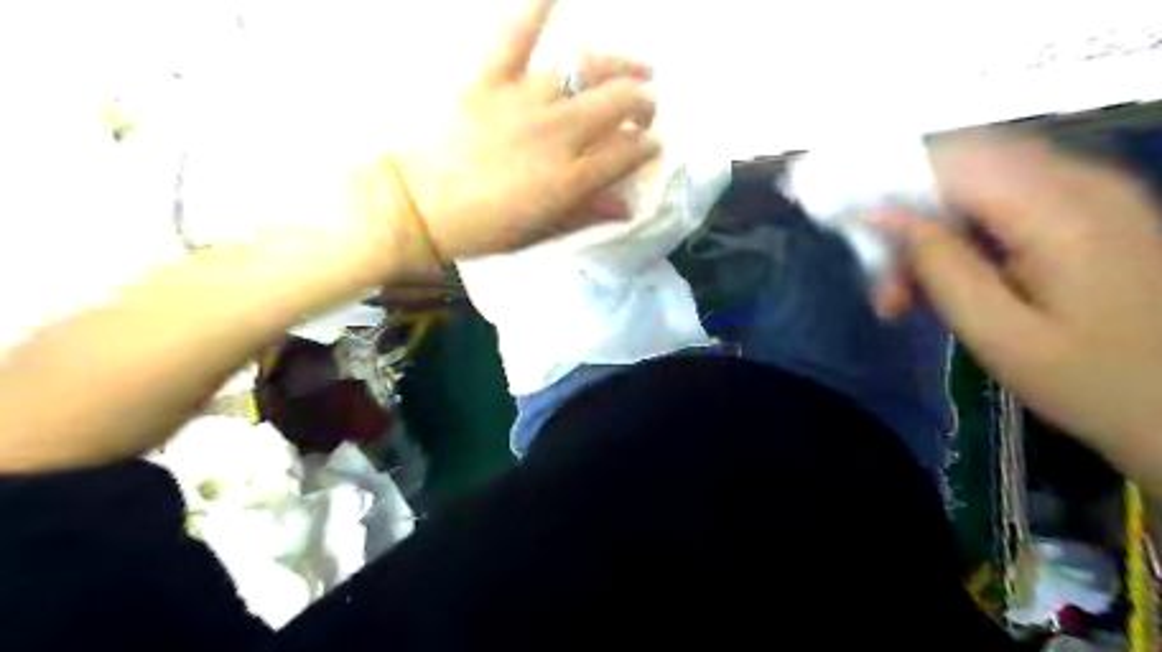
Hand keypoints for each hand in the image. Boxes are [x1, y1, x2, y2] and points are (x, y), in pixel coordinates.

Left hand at [387, 0, 656, 268]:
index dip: (647, 148)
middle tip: (646, 108)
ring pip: (586, 68)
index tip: (652, 145)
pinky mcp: (489, 78)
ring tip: (638, 65)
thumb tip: (626, 207)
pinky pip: (516, 33)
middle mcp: (557, 133)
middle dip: (644, 104)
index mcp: (569, 178)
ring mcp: (524, 100)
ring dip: (620, 65)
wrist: (415, 207)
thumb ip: (585, 214)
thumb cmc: (480, 228)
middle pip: (618, 104)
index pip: (627, 153)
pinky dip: (537, 8)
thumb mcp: (538, 231)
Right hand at [886, 137, 1161, 484]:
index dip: (885, 182)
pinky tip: (942, 285)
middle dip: (903, 217)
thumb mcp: (997, 332)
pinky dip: (959, 239)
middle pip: (960, 170)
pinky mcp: (1089, 213)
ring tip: (901, 297)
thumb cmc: (1094, 382)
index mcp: (1060, 210)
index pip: (948, 162)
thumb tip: (878, 214)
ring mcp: (1089, 195)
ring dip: (927, 234)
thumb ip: (937, 264)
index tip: (841, 221)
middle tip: (878, 281)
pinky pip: (1001, 206)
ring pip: (975, 188)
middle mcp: (1078, 182)